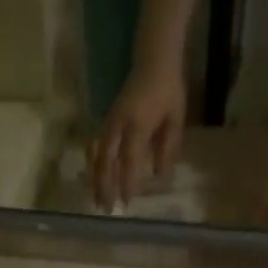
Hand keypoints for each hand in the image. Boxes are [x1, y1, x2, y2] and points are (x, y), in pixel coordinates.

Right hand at [88, 63, 186, 209]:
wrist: (154, 58)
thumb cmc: (168, 89)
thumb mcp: (175, 119)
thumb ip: (167, 148)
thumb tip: (159, 176)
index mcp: (138, 124)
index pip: (128, 159)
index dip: (125, 182)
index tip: (125, 202)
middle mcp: (119, 124)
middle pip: (106, 160)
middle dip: (105, 186)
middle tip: (106, 209)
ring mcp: (110, 121)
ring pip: (97, 155)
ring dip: (95, 179)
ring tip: (95, 200)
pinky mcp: (107, 120)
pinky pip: (95, 146)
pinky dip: (93, 165)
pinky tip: (92, 179)